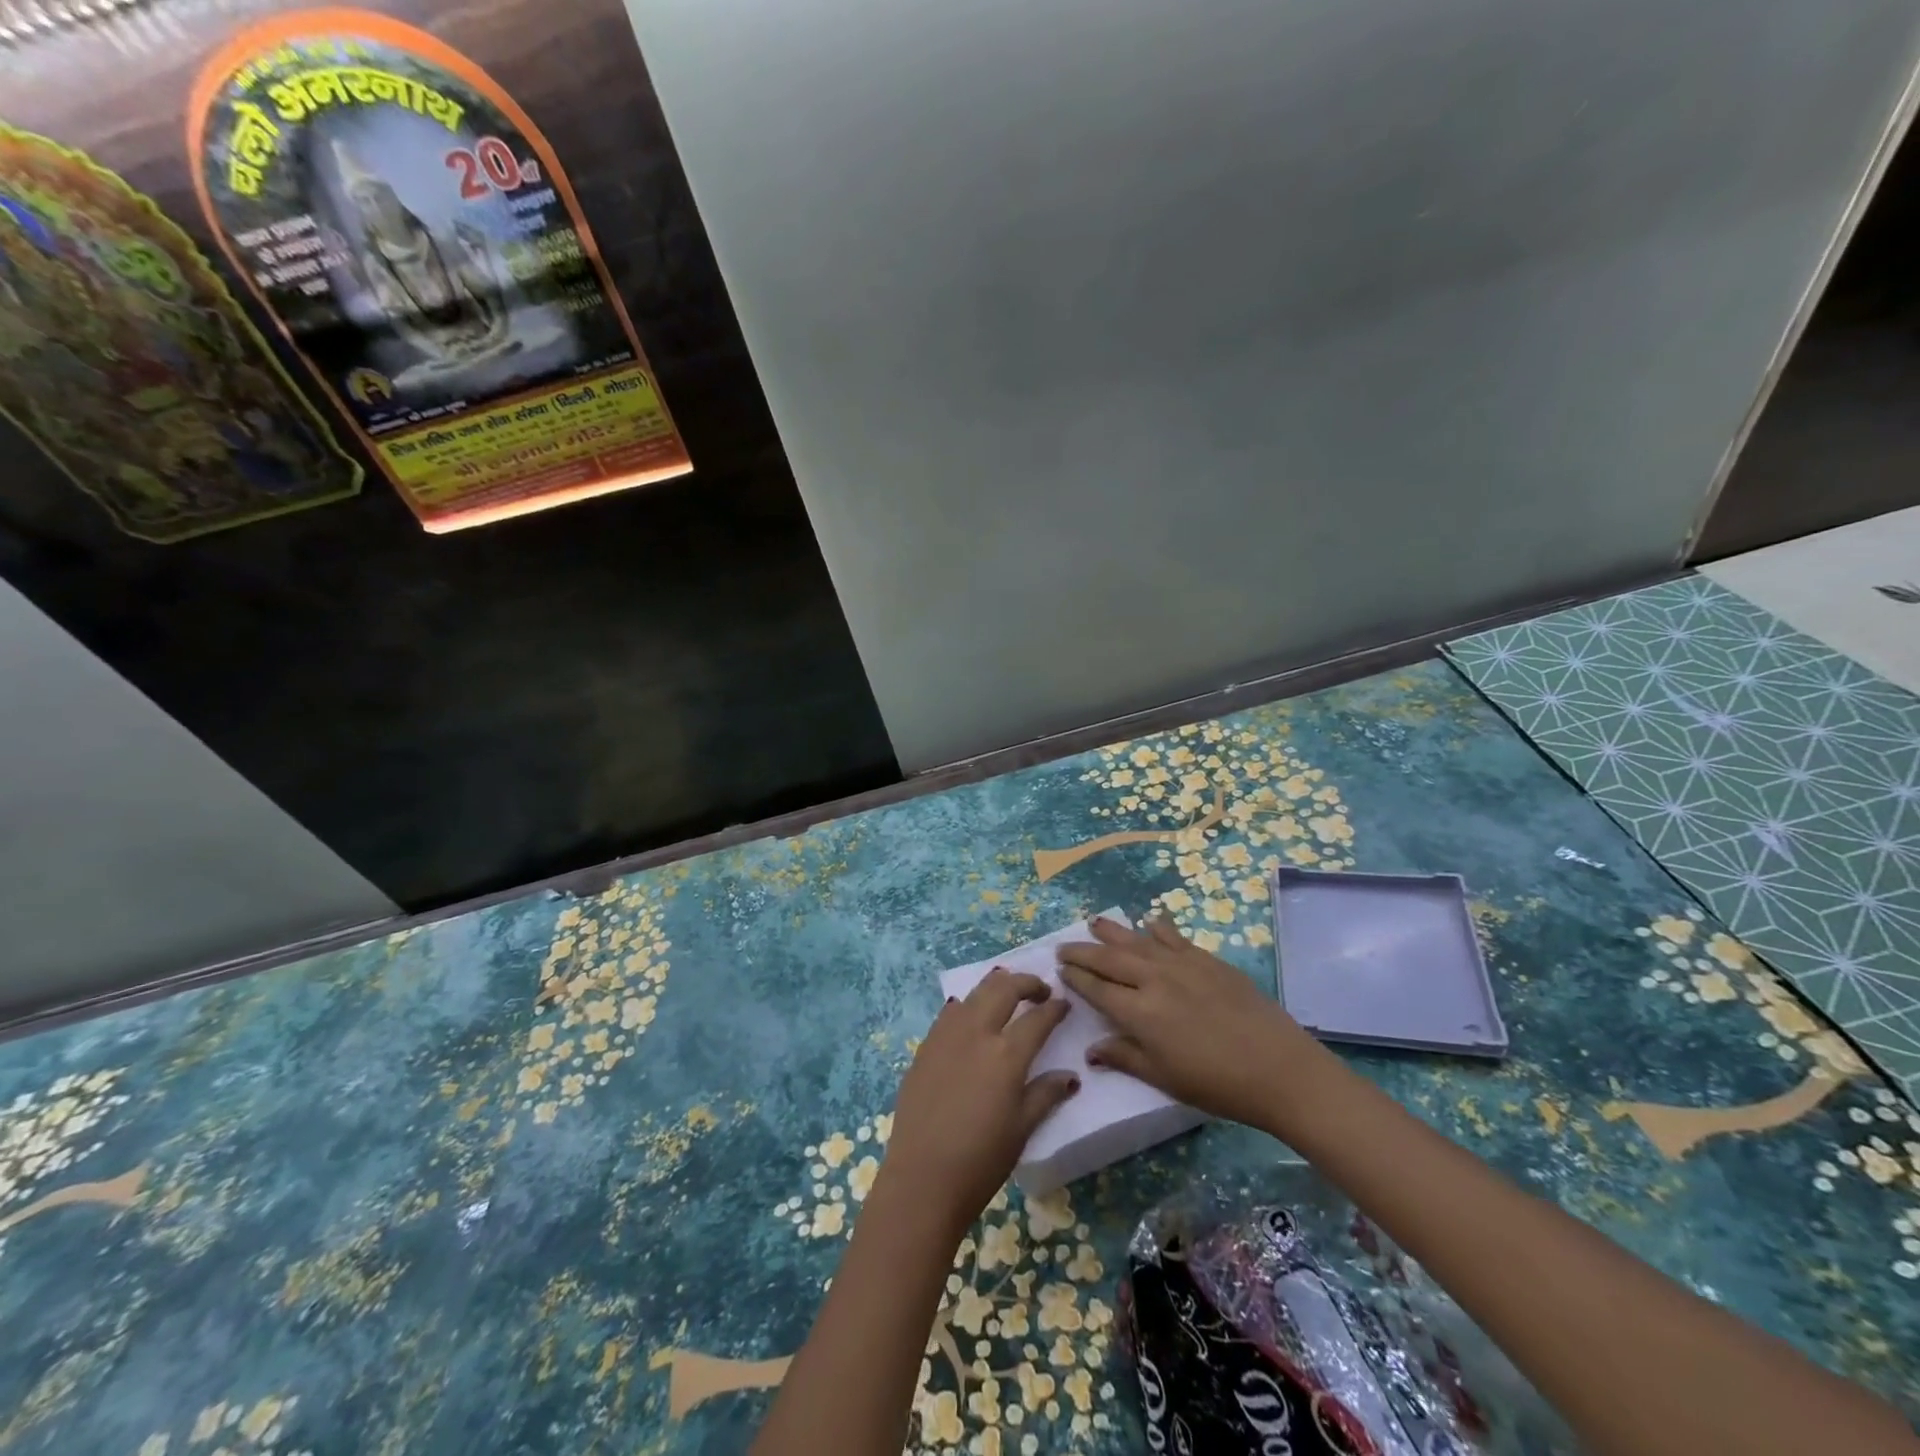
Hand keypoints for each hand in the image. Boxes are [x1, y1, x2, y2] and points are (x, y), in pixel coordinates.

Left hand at [879, 970, 1080, 1239]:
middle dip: (1026, 982)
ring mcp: (946, 1035)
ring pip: (974, 992)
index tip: (1064, 1003)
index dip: (1054, 1008)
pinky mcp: (925, 1046)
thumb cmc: (980, 1160)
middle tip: (1040, 990)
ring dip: (996, 986)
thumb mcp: (1022, 1129)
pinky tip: (972, 1017)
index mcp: (1006, 1054)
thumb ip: (1046, 1094)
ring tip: (1008, 994)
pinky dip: (968, 1004)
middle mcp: (976, 1033)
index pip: (1037, 1018)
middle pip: (1003, 988)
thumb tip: (1070, 1076)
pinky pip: (950, 1012)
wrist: (921, 1179)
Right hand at [1057, 914, 1325, 1129]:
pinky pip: (1174, 937)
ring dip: (1112, 932)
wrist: (1279, 1068)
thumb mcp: (1165, 1079)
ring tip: (1094, 922)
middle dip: (1083, 951)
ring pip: (1137, 941)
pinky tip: (1149, 923)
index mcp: (1139, 1013)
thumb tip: (1091, 1050)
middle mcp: (1154, 980)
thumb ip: (1125, 1058)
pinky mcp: (1207, 960)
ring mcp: (1182, 965)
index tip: (1059, 970)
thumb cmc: (1218, 1084)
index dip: (1075, 978)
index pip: (1096, 988)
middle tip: (1064, 947)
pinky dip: (1157, 929)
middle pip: (1109, 958)